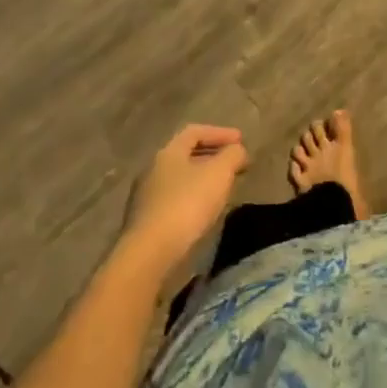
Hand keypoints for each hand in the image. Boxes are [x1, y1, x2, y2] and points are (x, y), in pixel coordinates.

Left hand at [120, 125, 249, 275]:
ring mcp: (145, 198)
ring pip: (180, 180)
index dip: (220, 133)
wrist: (149, 255)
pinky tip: (205, 212)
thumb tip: (237, 150)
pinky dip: (193, 200)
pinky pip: (174, 202)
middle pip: (185, 156)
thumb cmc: (187, 204)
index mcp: (168, 153)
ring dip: (203, 180)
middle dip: (212, 157)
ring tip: (223, 190)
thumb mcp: (219, 173)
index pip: (194, 132)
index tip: (241, 141)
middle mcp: (152, 170)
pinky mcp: (145, 224)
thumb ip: (232, 155)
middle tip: (234, 165)